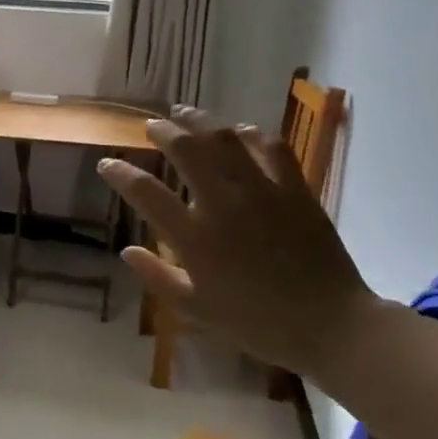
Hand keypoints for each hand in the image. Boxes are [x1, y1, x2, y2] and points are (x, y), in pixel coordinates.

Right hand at [98, 106, 377, 382]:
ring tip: (185, 114)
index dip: (120, 173)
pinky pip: (270, 147)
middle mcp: (222, 204)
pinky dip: (250, 134)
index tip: (107, 163)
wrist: (330, 324)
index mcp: (194, 237)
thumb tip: (126, 250)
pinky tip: (240, 131)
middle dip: (162, 131)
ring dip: (200, 121)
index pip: (145, 192)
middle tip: (151, 126)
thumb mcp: (195, 309)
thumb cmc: (256, 323)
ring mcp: (261, 192)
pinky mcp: (294, 189)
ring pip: (224, 139)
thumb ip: (157, 276)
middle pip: (185, 150)